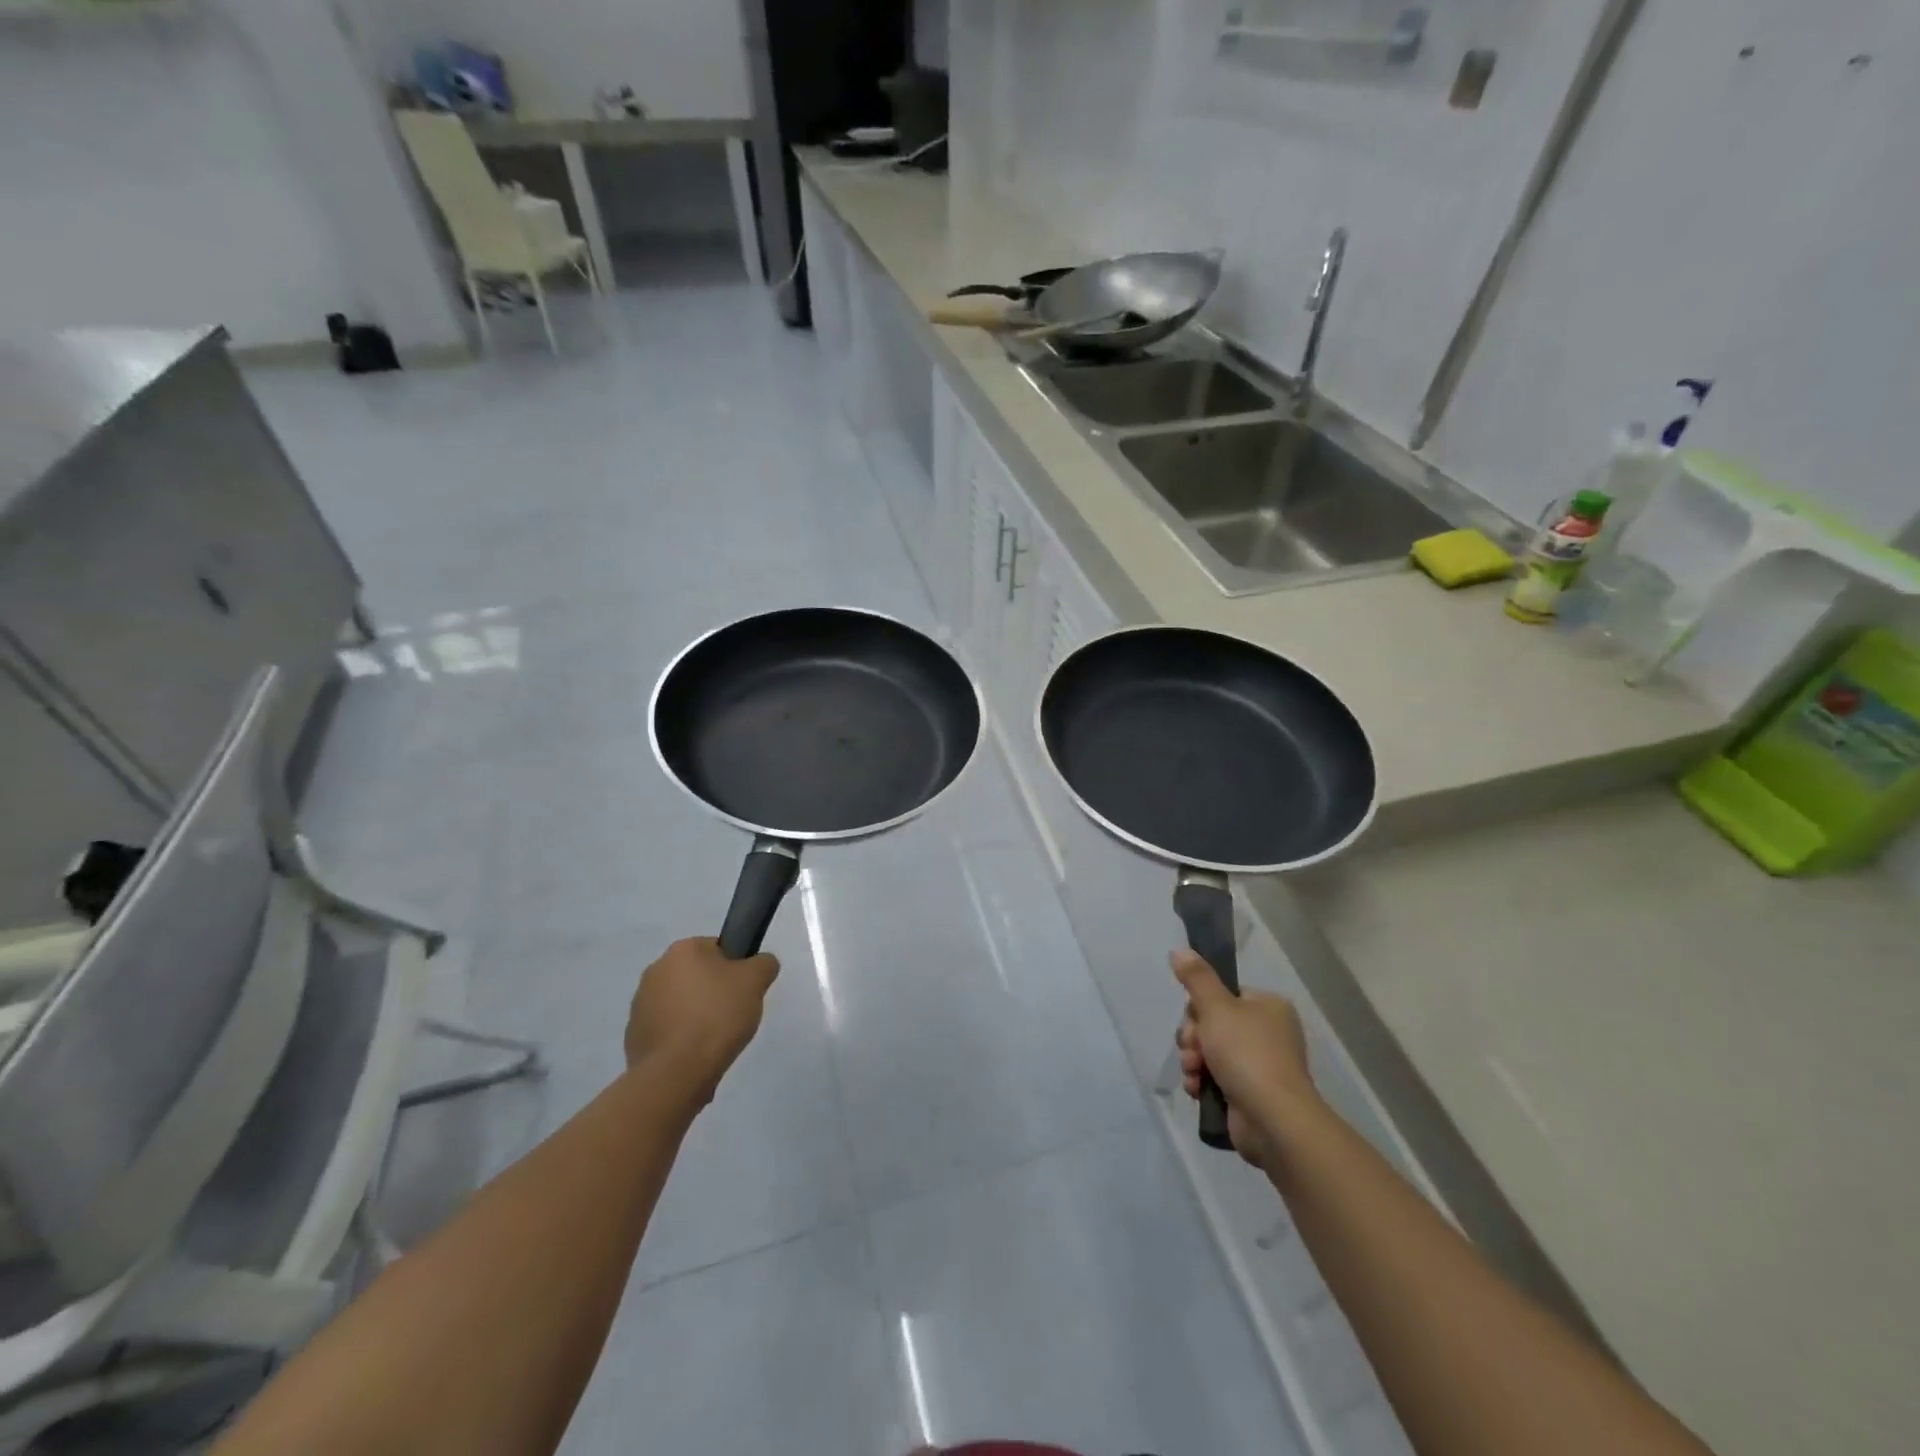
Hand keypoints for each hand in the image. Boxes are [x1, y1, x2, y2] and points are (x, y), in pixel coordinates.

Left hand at [625, 937, 779, 1102]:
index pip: (718, 949)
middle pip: (698, 976)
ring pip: (682, 1004)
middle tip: (734, 1016)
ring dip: (697, 1017)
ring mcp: (640, 1004)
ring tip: (715, 1041)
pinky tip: (696, 1057)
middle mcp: (656, 970)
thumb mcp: (756, 981)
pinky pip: (668, 1031)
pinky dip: (681, 1040)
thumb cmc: (717, 1016)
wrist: (675, 1073)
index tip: (745, 992)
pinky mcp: (634, 1036)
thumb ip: (764, 964)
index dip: (736, 970)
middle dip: (715, 993)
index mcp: (683, 950)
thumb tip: (760, 964)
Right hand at [1173, 950, 1322, 1170]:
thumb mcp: (1216, 1007)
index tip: (1194, 1020)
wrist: (1273, 1119)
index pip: (1223, 996)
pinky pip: (1216, 1078)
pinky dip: (1202, 1082)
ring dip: (1194, 1060)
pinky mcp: (1251, 1093)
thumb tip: (1180, 950)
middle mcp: (1268, 1033)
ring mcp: (1261, 1065)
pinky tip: (1196, 1089)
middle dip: (1194, 1038)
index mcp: (1268, 1007)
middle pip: (1212, 1024)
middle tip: (1192, 1050)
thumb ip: (1196, 978)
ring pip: (1210, 1051)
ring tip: (1193, 1072)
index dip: (1200, 1007)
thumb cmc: (1246, 1053)